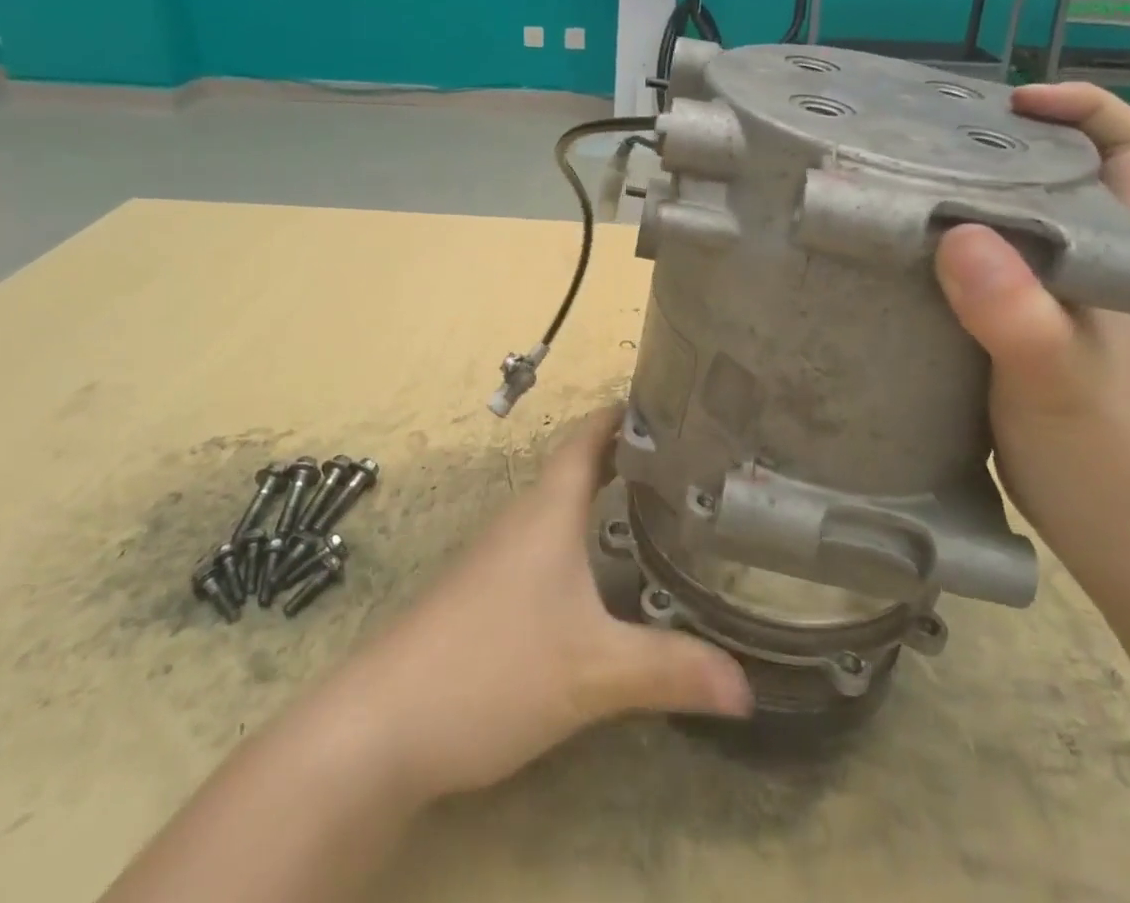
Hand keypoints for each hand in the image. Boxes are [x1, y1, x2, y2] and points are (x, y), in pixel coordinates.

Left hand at [334, 408, 752, 801]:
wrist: (379, 727)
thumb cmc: (492, 668)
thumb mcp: (592, 672)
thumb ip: (670, 671)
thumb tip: (750, 687)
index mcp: (546, 511)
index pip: (585, 439)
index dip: (620, 415)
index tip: (664, 401)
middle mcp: (521, 521)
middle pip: (575, 470)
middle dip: (624, 458)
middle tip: (684, 461)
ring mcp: (496, 558)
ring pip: (558, 511)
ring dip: (600, 500)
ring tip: (656, 509)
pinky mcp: (483, 596)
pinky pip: (542, 547)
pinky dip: (578, 541)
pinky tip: (600, 578)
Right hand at [933, 84, 1129, 580]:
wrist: (1124, 537)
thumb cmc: (1107, 452)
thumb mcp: (1055, 376)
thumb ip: (1014, 311)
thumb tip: (957, 237)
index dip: (1087, 109)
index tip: (1014, 103)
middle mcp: (1101, 265)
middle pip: (1069, 175)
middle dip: (1010, 145)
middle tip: (933, 140)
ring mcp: (1065, 300)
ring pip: (1027, 221)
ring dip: (976, 196)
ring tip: (906, 186)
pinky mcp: (1028, 330)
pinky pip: (993, 267)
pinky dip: (955, 249)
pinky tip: (907, 255)